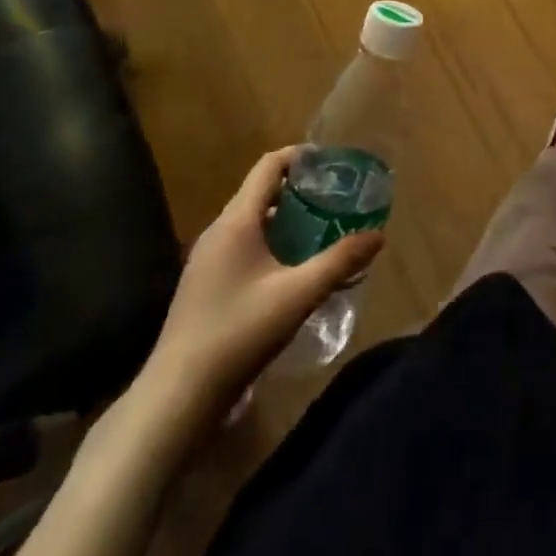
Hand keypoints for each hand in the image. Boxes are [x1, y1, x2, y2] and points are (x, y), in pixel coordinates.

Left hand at [139, 147, 384, 424]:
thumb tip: (378, 235)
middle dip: (301, 190)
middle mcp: (218, 232)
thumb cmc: (238, 333)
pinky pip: (243, 246)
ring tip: (323, 230)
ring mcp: (207, 260)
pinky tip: (293, 270)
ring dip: (287, 219)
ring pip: (253, 222)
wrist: (176, 398)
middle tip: (337, 197)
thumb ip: (340, 261)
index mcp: (236, 221)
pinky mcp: (204, 286)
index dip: (301, 156)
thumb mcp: (299, 295)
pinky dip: (271, 244)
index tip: (333, 162)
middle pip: (262, 192)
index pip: (269, 166)